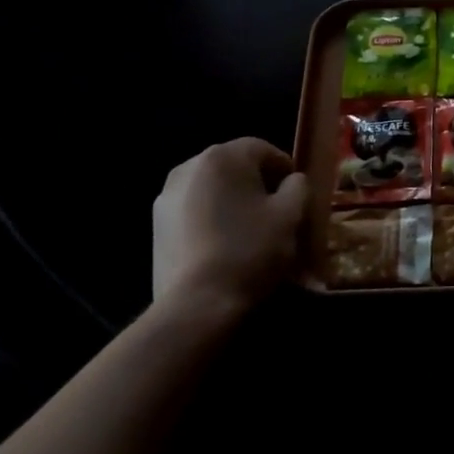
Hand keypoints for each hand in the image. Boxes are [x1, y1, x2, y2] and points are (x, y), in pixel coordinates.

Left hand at [152, 138, 309, 313]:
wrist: (197, 304)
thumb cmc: (250, 250)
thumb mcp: (291, 214)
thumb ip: (298, 186)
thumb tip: (291, 181)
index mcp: (223, 156)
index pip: (263, 149)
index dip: (285, 169)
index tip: (296, 195)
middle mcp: (189, 166)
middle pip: (234, 166)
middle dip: (257, 184)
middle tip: (275, 212)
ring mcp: (167, 196)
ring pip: (212, 188)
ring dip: (232, 200)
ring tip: (248, 230)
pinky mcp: (156, 225)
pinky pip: (194, 209)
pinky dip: (211, 218)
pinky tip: (223, 245)